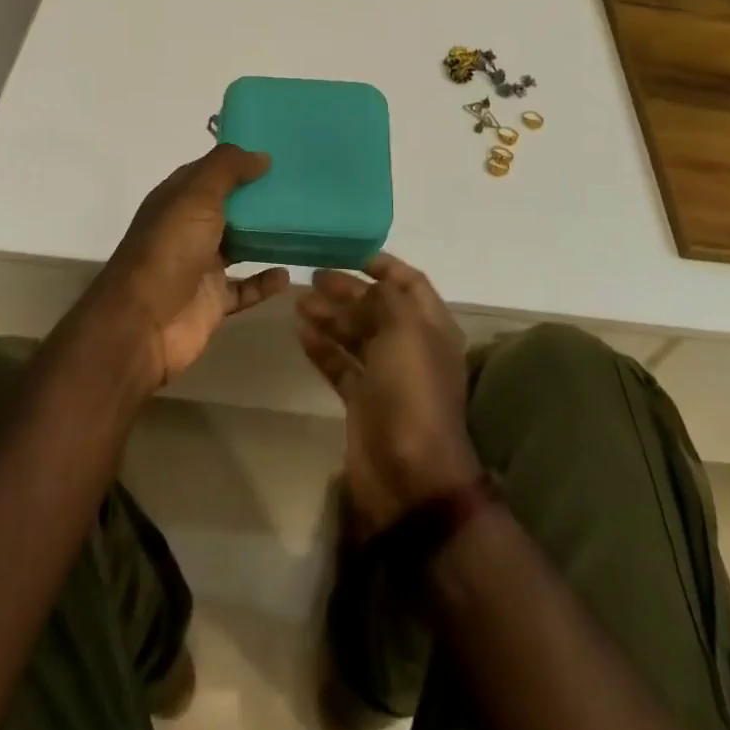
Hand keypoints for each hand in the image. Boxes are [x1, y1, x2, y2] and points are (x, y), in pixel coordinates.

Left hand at [94, 145, 287, 387]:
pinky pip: (245, 288)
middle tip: (300, 186)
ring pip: (239, 245)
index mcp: (177, 199)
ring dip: (264, 237)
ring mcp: (200, 266)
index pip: (209, 171)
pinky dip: (265, 281)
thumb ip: (227, 169)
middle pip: (228, 207)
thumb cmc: (169, 250)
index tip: (276, 153)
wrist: (143, 324)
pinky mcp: (213, 300)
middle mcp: (188, 228)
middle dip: (258, 197)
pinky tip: (288, 273)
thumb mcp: (196, 196)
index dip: (237, 161)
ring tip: (302, 223)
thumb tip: (262, 155)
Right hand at [296, 255, 480, 533]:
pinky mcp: (363, 401)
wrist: (409, 474)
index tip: (354, 254)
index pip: (410, 284)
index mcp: (431, 327)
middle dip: (349, 290)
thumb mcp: (405, 331)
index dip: (386, 267)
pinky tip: (301, 333)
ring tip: (299, 302)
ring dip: (330, 316)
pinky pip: (340, 365)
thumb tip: (369, 286)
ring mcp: (386, 376)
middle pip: (377, 308)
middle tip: (314, 277)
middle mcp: (411, 347)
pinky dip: (323, 348)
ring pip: (356, 335)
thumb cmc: (411, 391)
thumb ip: (387, 299)